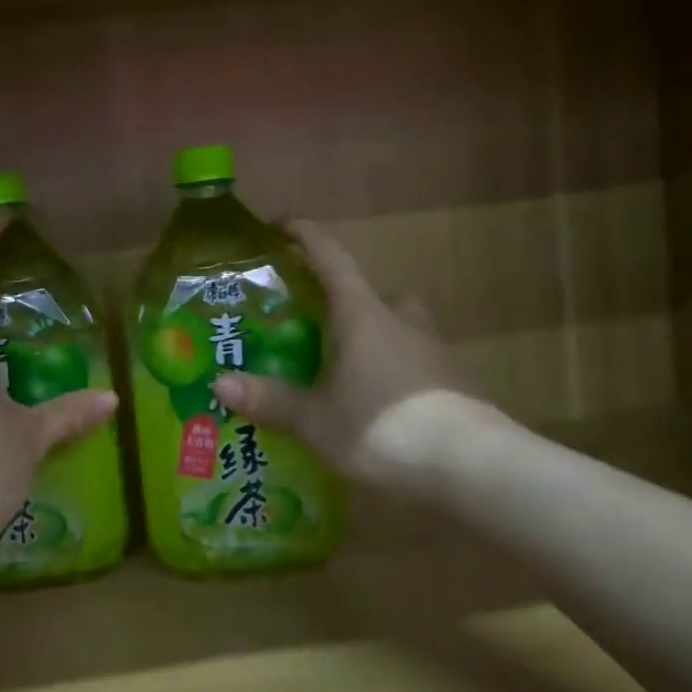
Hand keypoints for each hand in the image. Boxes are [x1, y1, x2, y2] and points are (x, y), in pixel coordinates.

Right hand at [213, 220, 488, 484]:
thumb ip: (270, 400)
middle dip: (344, 296)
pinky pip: (414, 359)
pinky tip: (375, 401)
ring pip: (398, 324)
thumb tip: (218, 382)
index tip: (280, 225)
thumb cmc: (383, 427)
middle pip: (371, 291)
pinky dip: (391, 368)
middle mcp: (400, 320)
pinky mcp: (453, 381)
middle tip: (315, 320)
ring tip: (343, 365)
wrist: (472, 467)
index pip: (331, 256)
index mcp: (362, 314)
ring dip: (372, 332)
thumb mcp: (316, 420)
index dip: (304, 235)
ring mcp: (432, 349)